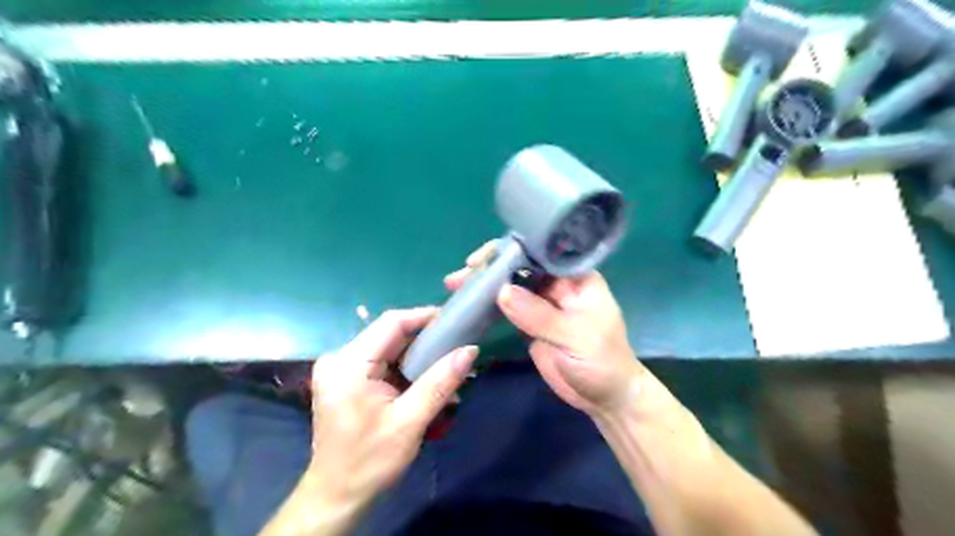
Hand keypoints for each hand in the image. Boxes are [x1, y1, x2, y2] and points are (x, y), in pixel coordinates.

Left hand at [309, 310, 474, 514]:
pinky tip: (427, 379)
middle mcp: (340, 358)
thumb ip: (440, 382)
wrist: (336, 496)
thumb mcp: (410, 422)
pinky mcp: (347, 379)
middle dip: (425, 338)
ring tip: (448, 363)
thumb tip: (470, 350)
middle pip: (390, 333)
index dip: (424, 316)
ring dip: (418, 354)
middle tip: (457, 344)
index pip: (391, 323)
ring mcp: (341, 368)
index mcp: (348, 363)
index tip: (455, 320)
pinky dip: (406, 367)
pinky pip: (382, 361)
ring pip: (389, 346)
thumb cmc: (370, 461)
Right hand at [445, 241, 640, 417]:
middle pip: (520, 266)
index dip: (510, 252)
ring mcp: (542, 303)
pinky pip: (507, 307)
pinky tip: (469, 304)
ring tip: (455, 286)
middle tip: (460, 277)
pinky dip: (489, 304)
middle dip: (490, 268)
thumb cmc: (602, 362)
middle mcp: (557, 284)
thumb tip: (501, 292)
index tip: (481, 261)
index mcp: (576, 277)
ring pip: (510, 285)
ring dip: (485, 285)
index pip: (540, 253)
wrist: (604, 398)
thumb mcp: (575, 337)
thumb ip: (539, 315)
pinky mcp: (530, 322)